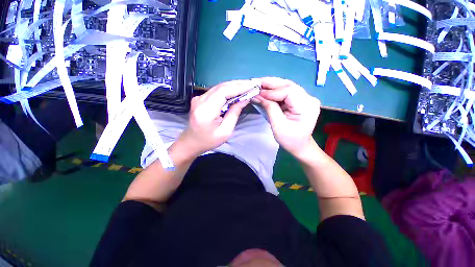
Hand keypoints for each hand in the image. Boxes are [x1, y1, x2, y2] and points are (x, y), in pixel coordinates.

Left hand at [178, 80, 254, 155]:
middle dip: (238, 84)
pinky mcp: (200, 98)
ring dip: (233, 86)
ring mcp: (199, 98)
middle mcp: (200, 100)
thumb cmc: (209, 140)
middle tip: (252, 84)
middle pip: (221, 87)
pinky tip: (236, 90)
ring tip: (247, 86)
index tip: (252, 85)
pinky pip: (216, 91)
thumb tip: (244, 99)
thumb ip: (234, 113)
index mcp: (206, 111)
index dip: (239, 87)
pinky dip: (227, 89)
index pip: (223, 92)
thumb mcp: (225, 131)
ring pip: (219, 87)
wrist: (192, 141)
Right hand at [253, 77, 320, 157]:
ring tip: (260, 85)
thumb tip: (258, 95)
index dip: (272, 91)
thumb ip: (269, 108)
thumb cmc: (290, 139)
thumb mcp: (278, 125)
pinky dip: (275, 91)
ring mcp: (305, 98)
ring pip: (287, 86)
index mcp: (306, 106)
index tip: (258, 93)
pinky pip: (286, 92)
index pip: (289, 91)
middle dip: (271, 84)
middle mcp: (309, 99)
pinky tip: (266, 90)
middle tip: (257, 82)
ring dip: (272, 85)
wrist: (300, 145)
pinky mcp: (300, 100)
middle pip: (288, 85)